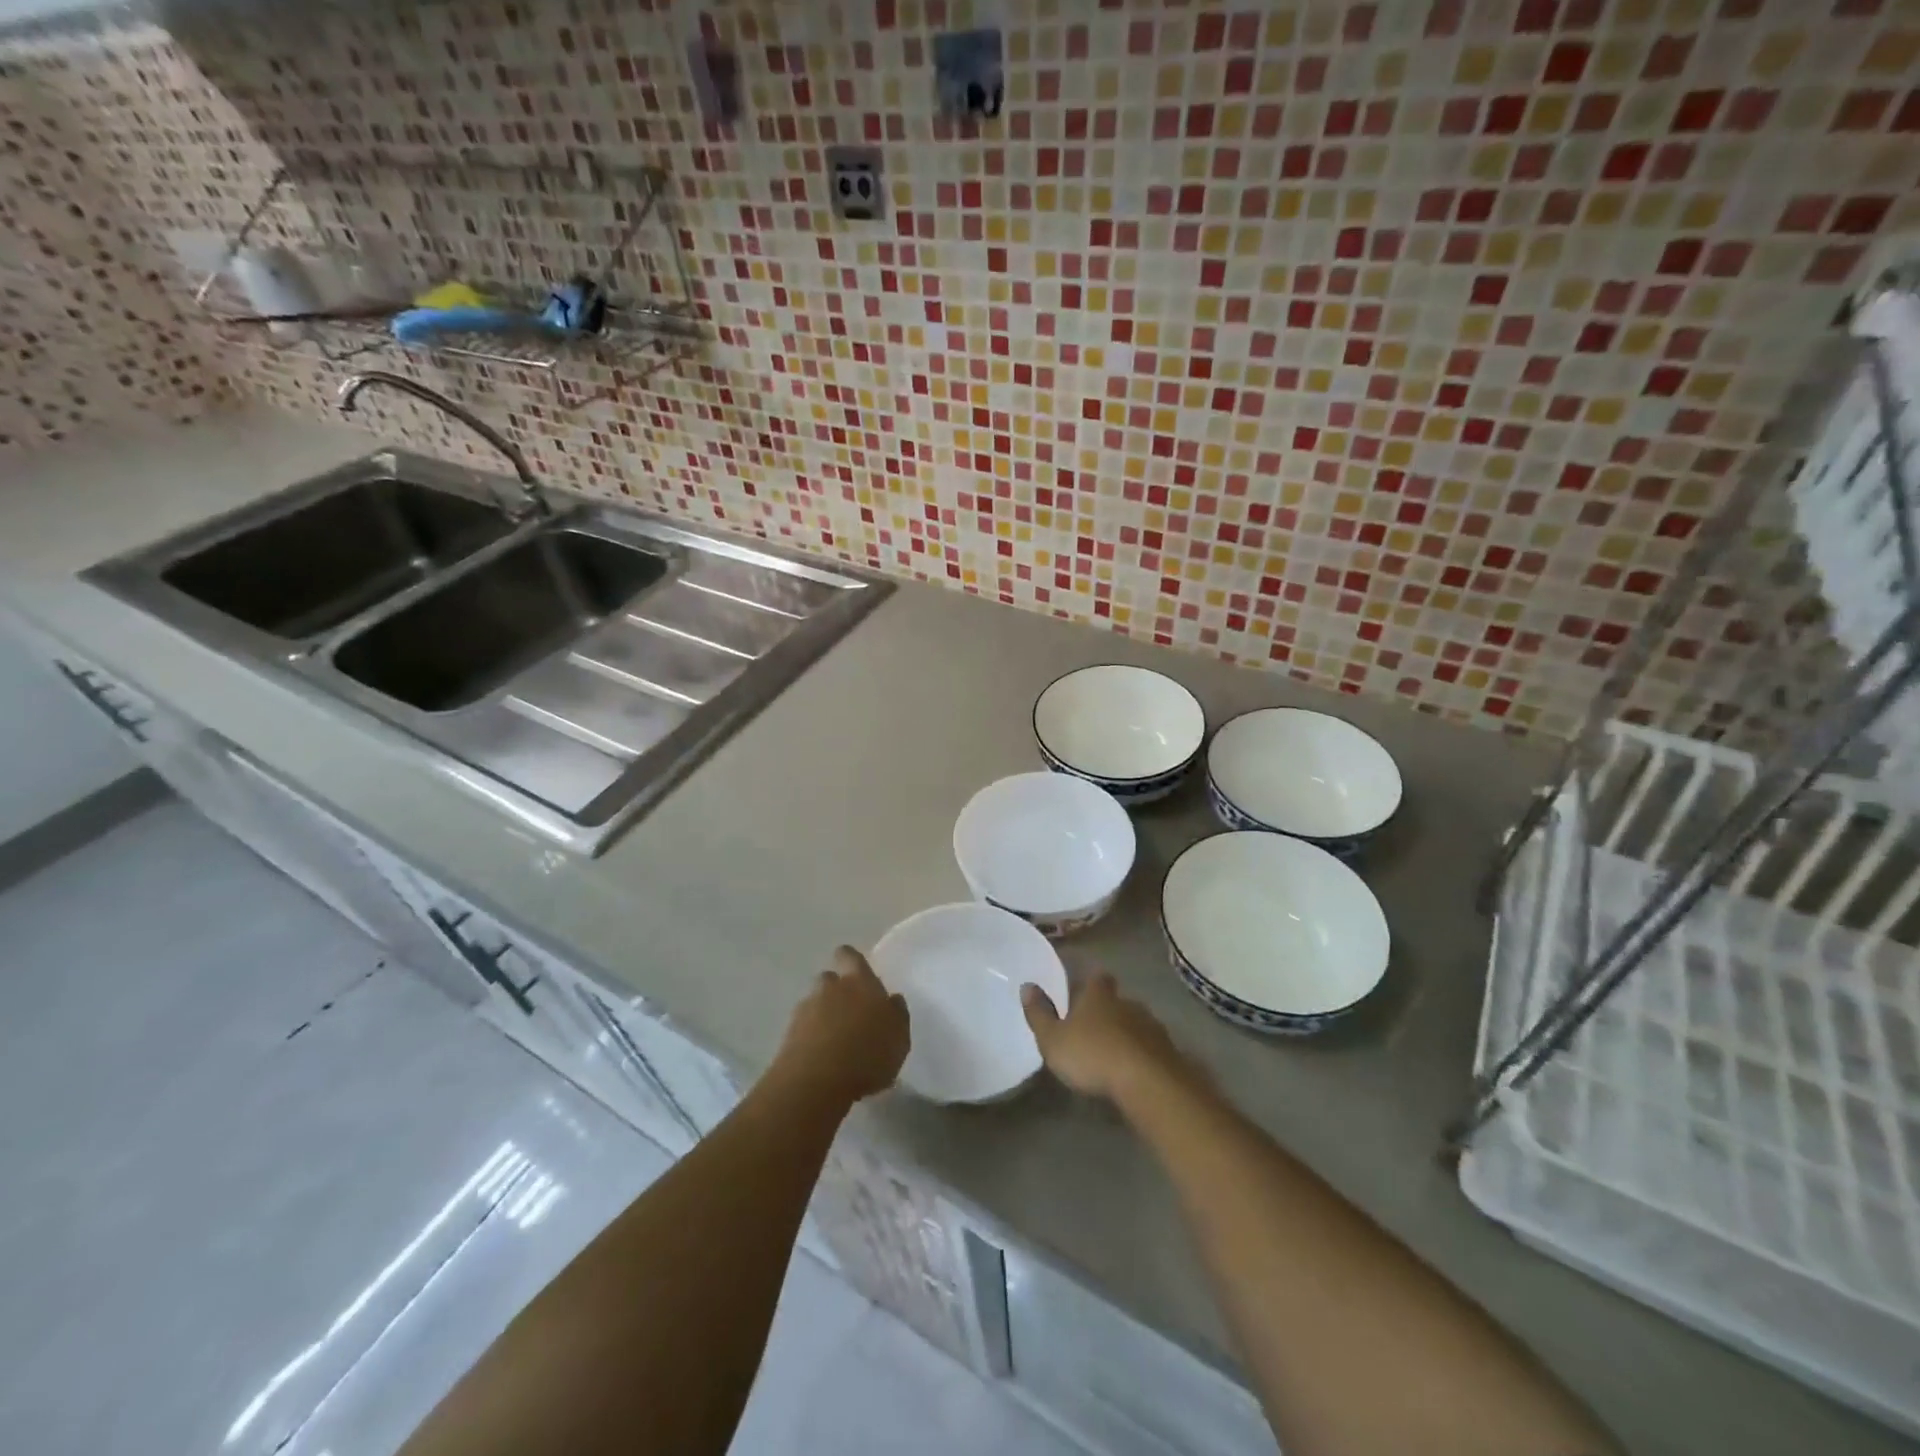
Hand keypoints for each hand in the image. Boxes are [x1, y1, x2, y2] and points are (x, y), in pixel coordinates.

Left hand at [770, 947, 910, 1105]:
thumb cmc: (868, 1055)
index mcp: (860, 982)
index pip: (849, 955)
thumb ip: (896, 1014)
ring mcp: (806, 1010)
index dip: (851, 961)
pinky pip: (802, 1027)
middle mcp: (830, 988)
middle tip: (850, 1012)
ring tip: (835, 1039)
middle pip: (829, 978)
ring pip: (814, 1002)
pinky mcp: (788, 1034)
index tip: (857, 973)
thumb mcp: (899, 1038)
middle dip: (837, 990)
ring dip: (823, 1013)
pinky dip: (810, 1035)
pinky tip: (821, 1056)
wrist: (817, 1082)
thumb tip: (892, 999)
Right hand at [1022, 972, 1193, 1103]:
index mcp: (1099, 995)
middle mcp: (1128, 1003)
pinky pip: (1151, 1048)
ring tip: (1114, 1054)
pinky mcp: (1169, 1052)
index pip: (1097, 978)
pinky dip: (1143, 1055)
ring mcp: (1152, 1026)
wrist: (1147, 1082)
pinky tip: (1134, 1071)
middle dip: (1109, 1011)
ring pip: (1137, 1023)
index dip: (1091, 984)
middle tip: (1095, 1028)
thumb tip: (1027, 985)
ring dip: (1127, 1034)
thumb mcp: (1053, 1039)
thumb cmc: (1092, 1055)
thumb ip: (1039, 1014)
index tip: (1084, 992)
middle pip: (1118, 1000)